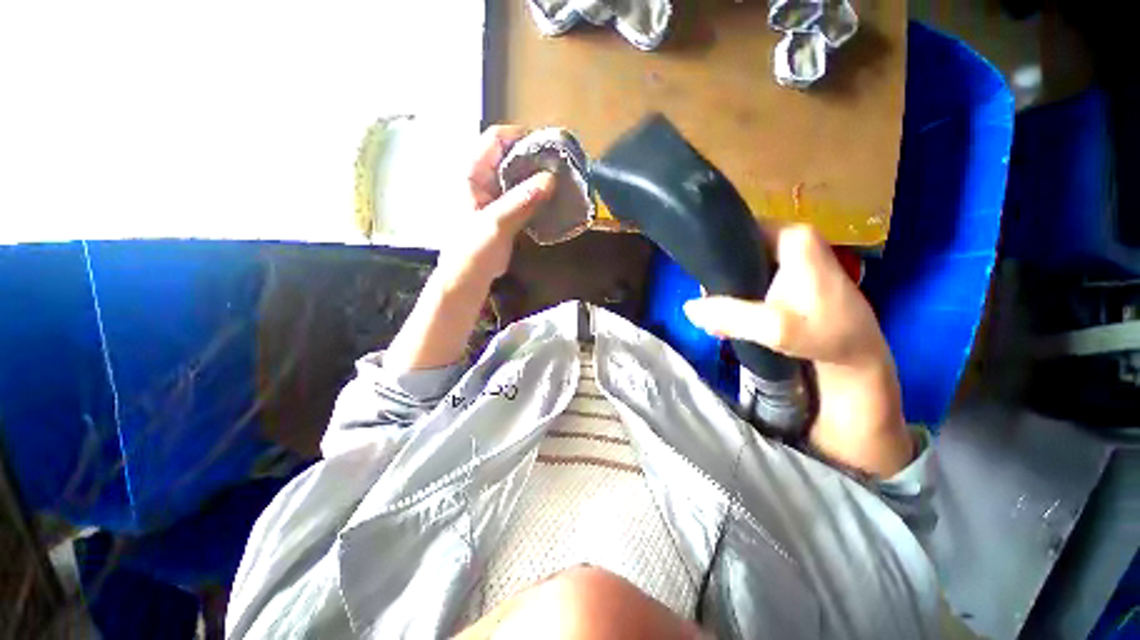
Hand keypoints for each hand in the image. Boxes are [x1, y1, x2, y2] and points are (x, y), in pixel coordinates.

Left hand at [436, 125, 555, 288]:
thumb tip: (550, 178)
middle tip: (560, 164)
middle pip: (509, 155)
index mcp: (471, 174)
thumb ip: (522, 200)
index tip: (547, 145)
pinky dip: (536, 193)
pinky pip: (522, 194)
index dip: (520, 136)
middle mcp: (482, 179)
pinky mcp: (505, 211)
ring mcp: (494, 195)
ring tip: (560, 179)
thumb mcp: (497, 223)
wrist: (469, 277)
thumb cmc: (474, 249)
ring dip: (537, 176)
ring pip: (517, 175)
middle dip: (533, 157)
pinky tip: (552, 197)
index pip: (495, 139)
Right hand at [682, 224, 912, 477]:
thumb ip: (730, 316)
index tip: (702, 278)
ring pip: (744, 264)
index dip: (715, 252)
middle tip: (709, 303)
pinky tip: (732, 315)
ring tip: (717, 313)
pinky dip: (740, 294)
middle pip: (739, 248)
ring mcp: (793, 256)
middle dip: (720, 276)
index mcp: (793, 237)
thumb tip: (688, 308)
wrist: (857, 357)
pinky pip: (754, 276)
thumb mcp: (775, 328)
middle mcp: (793, 238)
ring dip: (728, 288)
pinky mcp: (792, 275)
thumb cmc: (824, 336)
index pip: (739, 229)